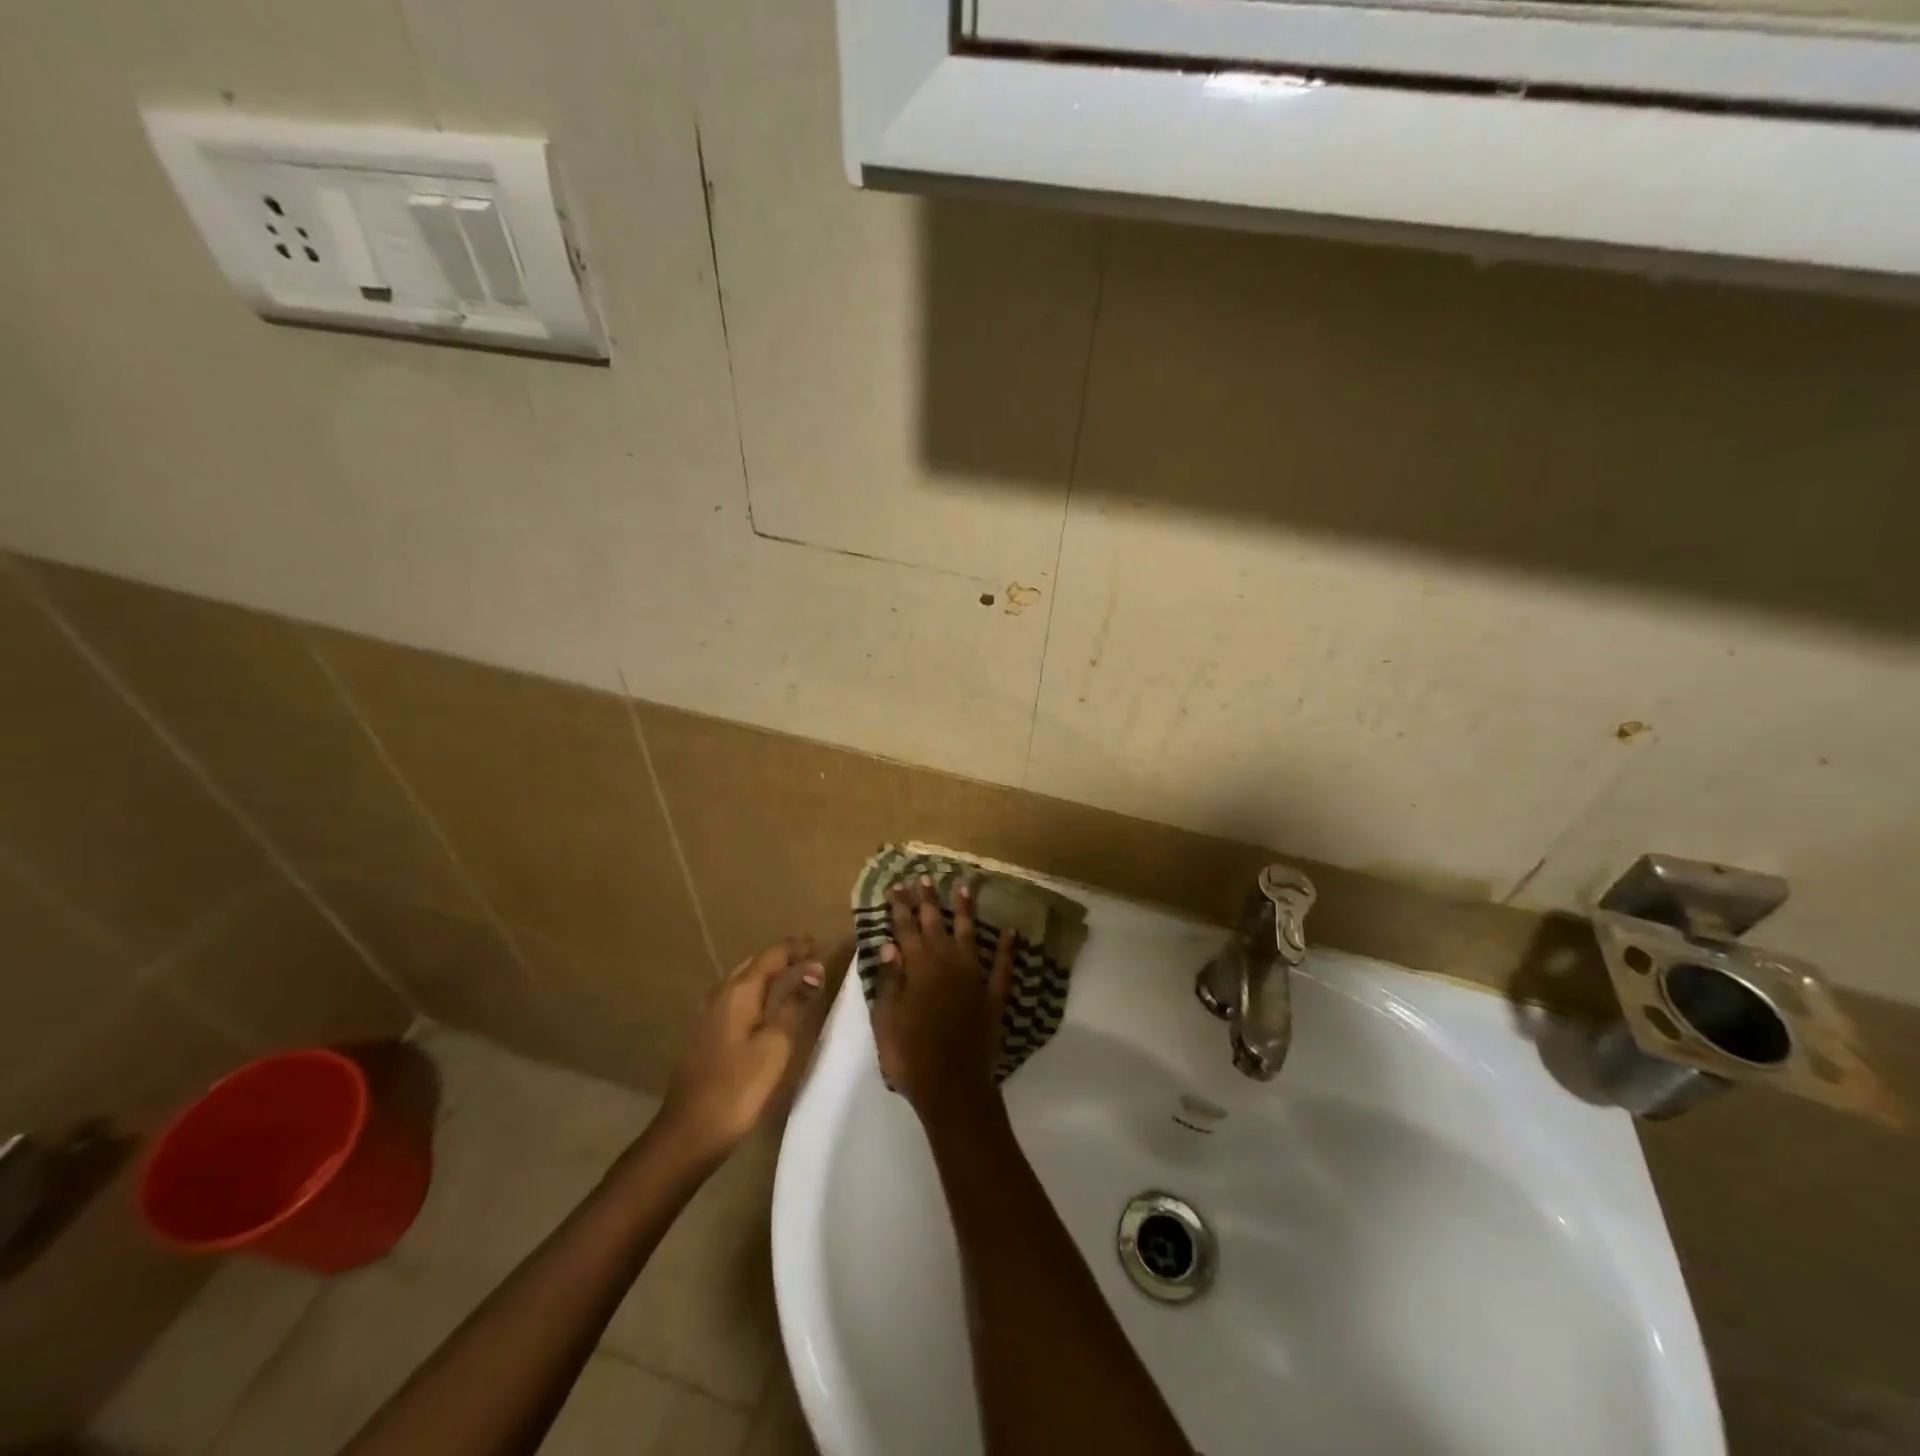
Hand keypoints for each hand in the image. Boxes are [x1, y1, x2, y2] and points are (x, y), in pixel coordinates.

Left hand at [659, 938, 830, 1163]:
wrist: (689, 1133)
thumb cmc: (738, 1087)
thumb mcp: (776, 1045)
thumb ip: (795, 1004)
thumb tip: (814, 969)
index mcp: (739, 991)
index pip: (772, 955)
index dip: (797, 947)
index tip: (821, 943)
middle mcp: (720, 994)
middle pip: (755, 963)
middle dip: (783, 956)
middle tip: (811, 957)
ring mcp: (709, 1015)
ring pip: (743, 980)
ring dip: (769, 974)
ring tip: (794, 977)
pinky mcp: (706, 1035)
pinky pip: (737, 998)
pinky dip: (758, 992)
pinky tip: (767, 1007)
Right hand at [871, 877, 1016, 1123]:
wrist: (952, 1086)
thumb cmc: (910, 1055)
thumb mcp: (886, 1019)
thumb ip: (889, 980)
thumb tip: (889, 944)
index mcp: (917, 969)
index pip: (905, 929)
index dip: (901, 907)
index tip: (898, 886)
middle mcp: (946, 964)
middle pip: (935, 925)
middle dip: (928, 900)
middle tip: (926, 877)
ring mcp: (973, 978)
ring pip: (969, 935)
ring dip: (965, 911)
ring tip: (964, 887)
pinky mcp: (994, 996)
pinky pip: (1002, 967)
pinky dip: (1006, 948)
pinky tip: (1010, 931)